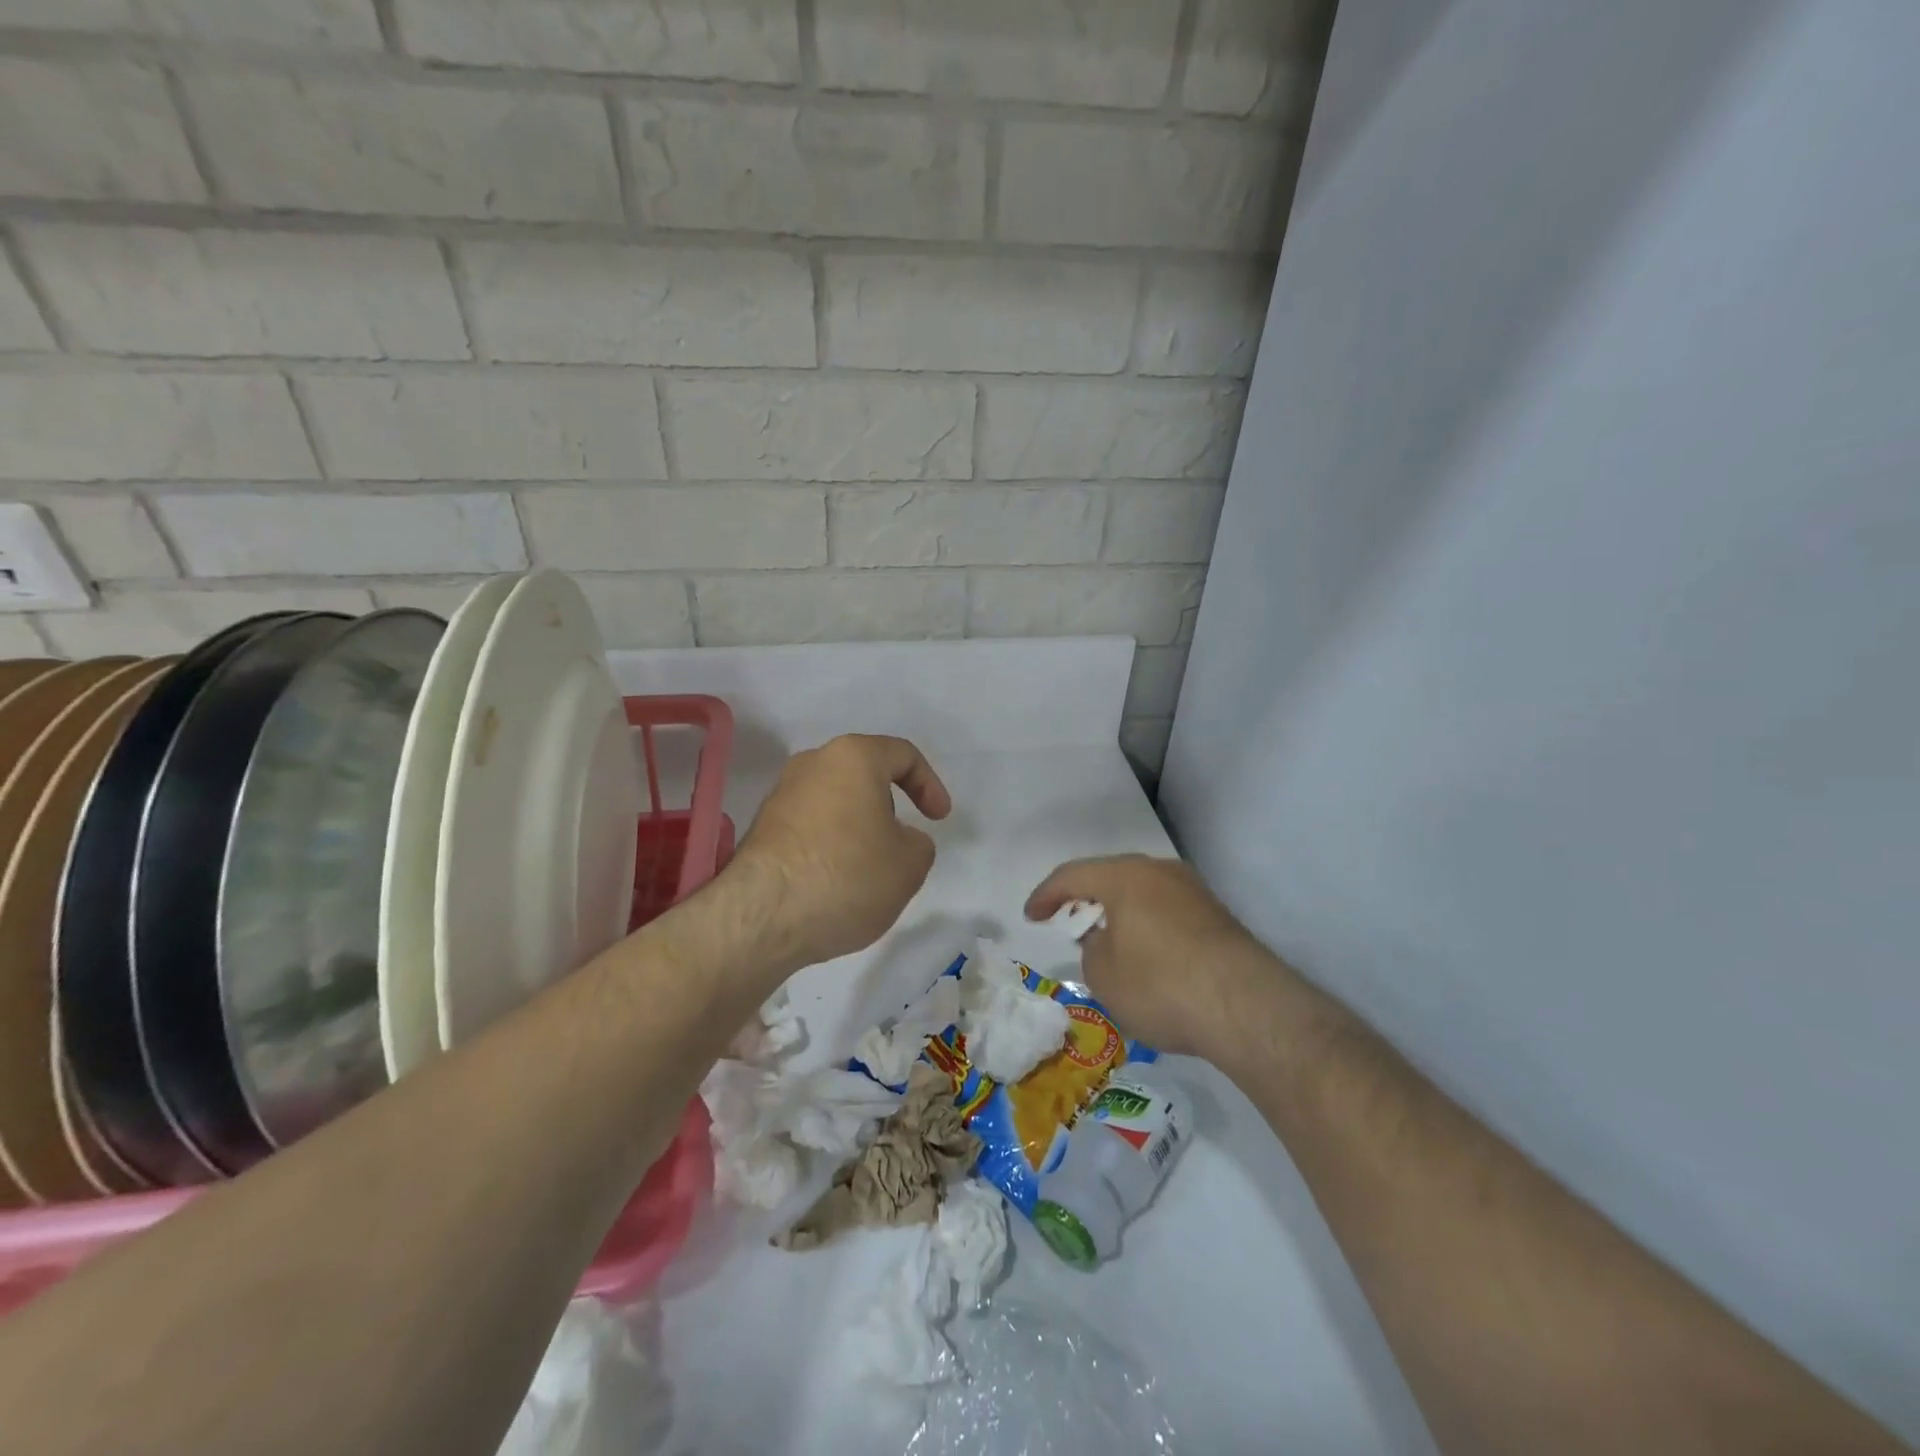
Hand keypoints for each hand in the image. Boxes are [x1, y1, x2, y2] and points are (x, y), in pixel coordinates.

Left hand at [732, 734, 951, 974]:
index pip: (903, 754)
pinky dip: (831, 845)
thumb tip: (897, 839)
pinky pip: (811, 826)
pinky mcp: (762, 828)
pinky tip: (838, 882)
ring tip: (870, 870)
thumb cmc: (847, 875)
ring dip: (859, 828)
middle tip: (902, 844)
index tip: (939, 819)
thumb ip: (918, 843)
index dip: (930, 784)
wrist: (762, 916)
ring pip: (836, 802)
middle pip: (864, 775)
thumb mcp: (910, 864)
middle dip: (889, 807)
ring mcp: (781, 795)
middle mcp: (812, 764)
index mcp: (853, 757)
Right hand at [1025, 854, 1272, 1057]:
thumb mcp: (1103, 974)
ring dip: (1120, 913)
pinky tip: (1146, 956)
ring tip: (1107, 942)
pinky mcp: (1218, 917)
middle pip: (1111, 877)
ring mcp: (1194, 892)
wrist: (1246, 1008)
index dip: (1046, 895)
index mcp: (1125, 876)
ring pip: (1143, 894)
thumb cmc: (1160, 985)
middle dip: (1086, 900)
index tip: (1031, 917)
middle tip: (1068, 923)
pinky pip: (1168, 912)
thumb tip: (1105, 939)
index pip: (1073, 875)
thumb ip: (1091, 948)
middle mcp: (1161, 871)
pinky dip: (1147, 927)